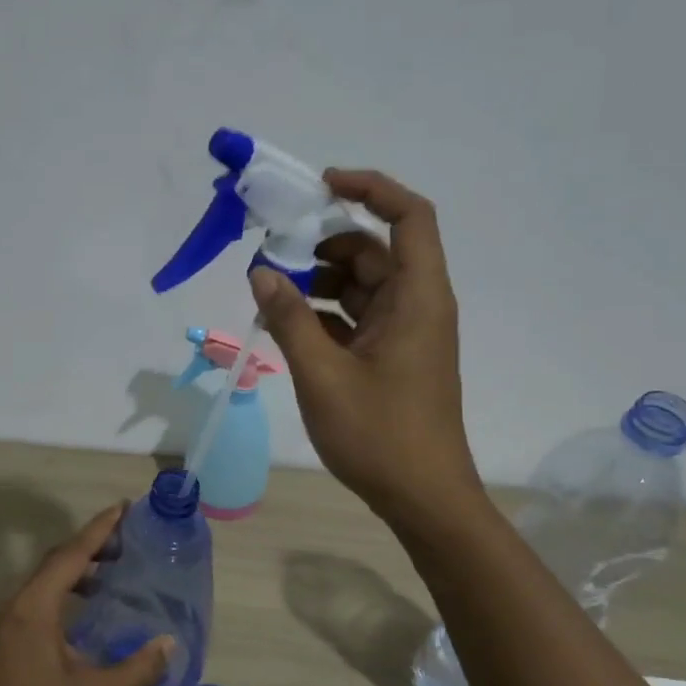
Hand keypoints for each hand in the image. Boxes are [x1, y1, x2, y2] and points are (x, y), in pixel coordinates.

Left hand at [0, 504, 170, 685]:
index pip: (72, 554)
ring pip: (44, 578)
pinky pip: (36, 595)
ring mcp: (4, 618)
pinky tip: (82, 612)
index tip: (124, 507)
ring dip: (76, 569)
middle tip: (126, 541)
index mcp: (36, 606)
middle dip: (91, 544)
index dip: (100, 528)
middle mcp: (16, 602)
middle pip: (57, 559)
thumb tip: (169, 644)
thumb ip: (134, 670)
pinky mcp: (0, 635)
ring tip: (111, 573)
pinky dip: (62, 589)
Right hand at [250, 169, 479, 525]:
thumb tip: (261, 271)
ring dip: (319, 281)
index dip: (370, 188)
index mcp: (418, 297)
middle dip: (324, 243)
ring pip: (362, 285)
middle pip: (374, 250)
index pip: (409, 216)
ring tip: (270, 293)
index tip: (321, 186)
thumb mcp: (323, 374)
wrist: (423, 498)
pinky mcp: (392, 357)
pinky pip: (357, 318)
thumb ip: (290, 318)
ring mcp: (406, 333)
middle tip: (272, 253)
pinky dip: (324, 314)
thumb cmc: (380, 435)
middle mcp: (418, 305)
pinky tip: (286, 326)